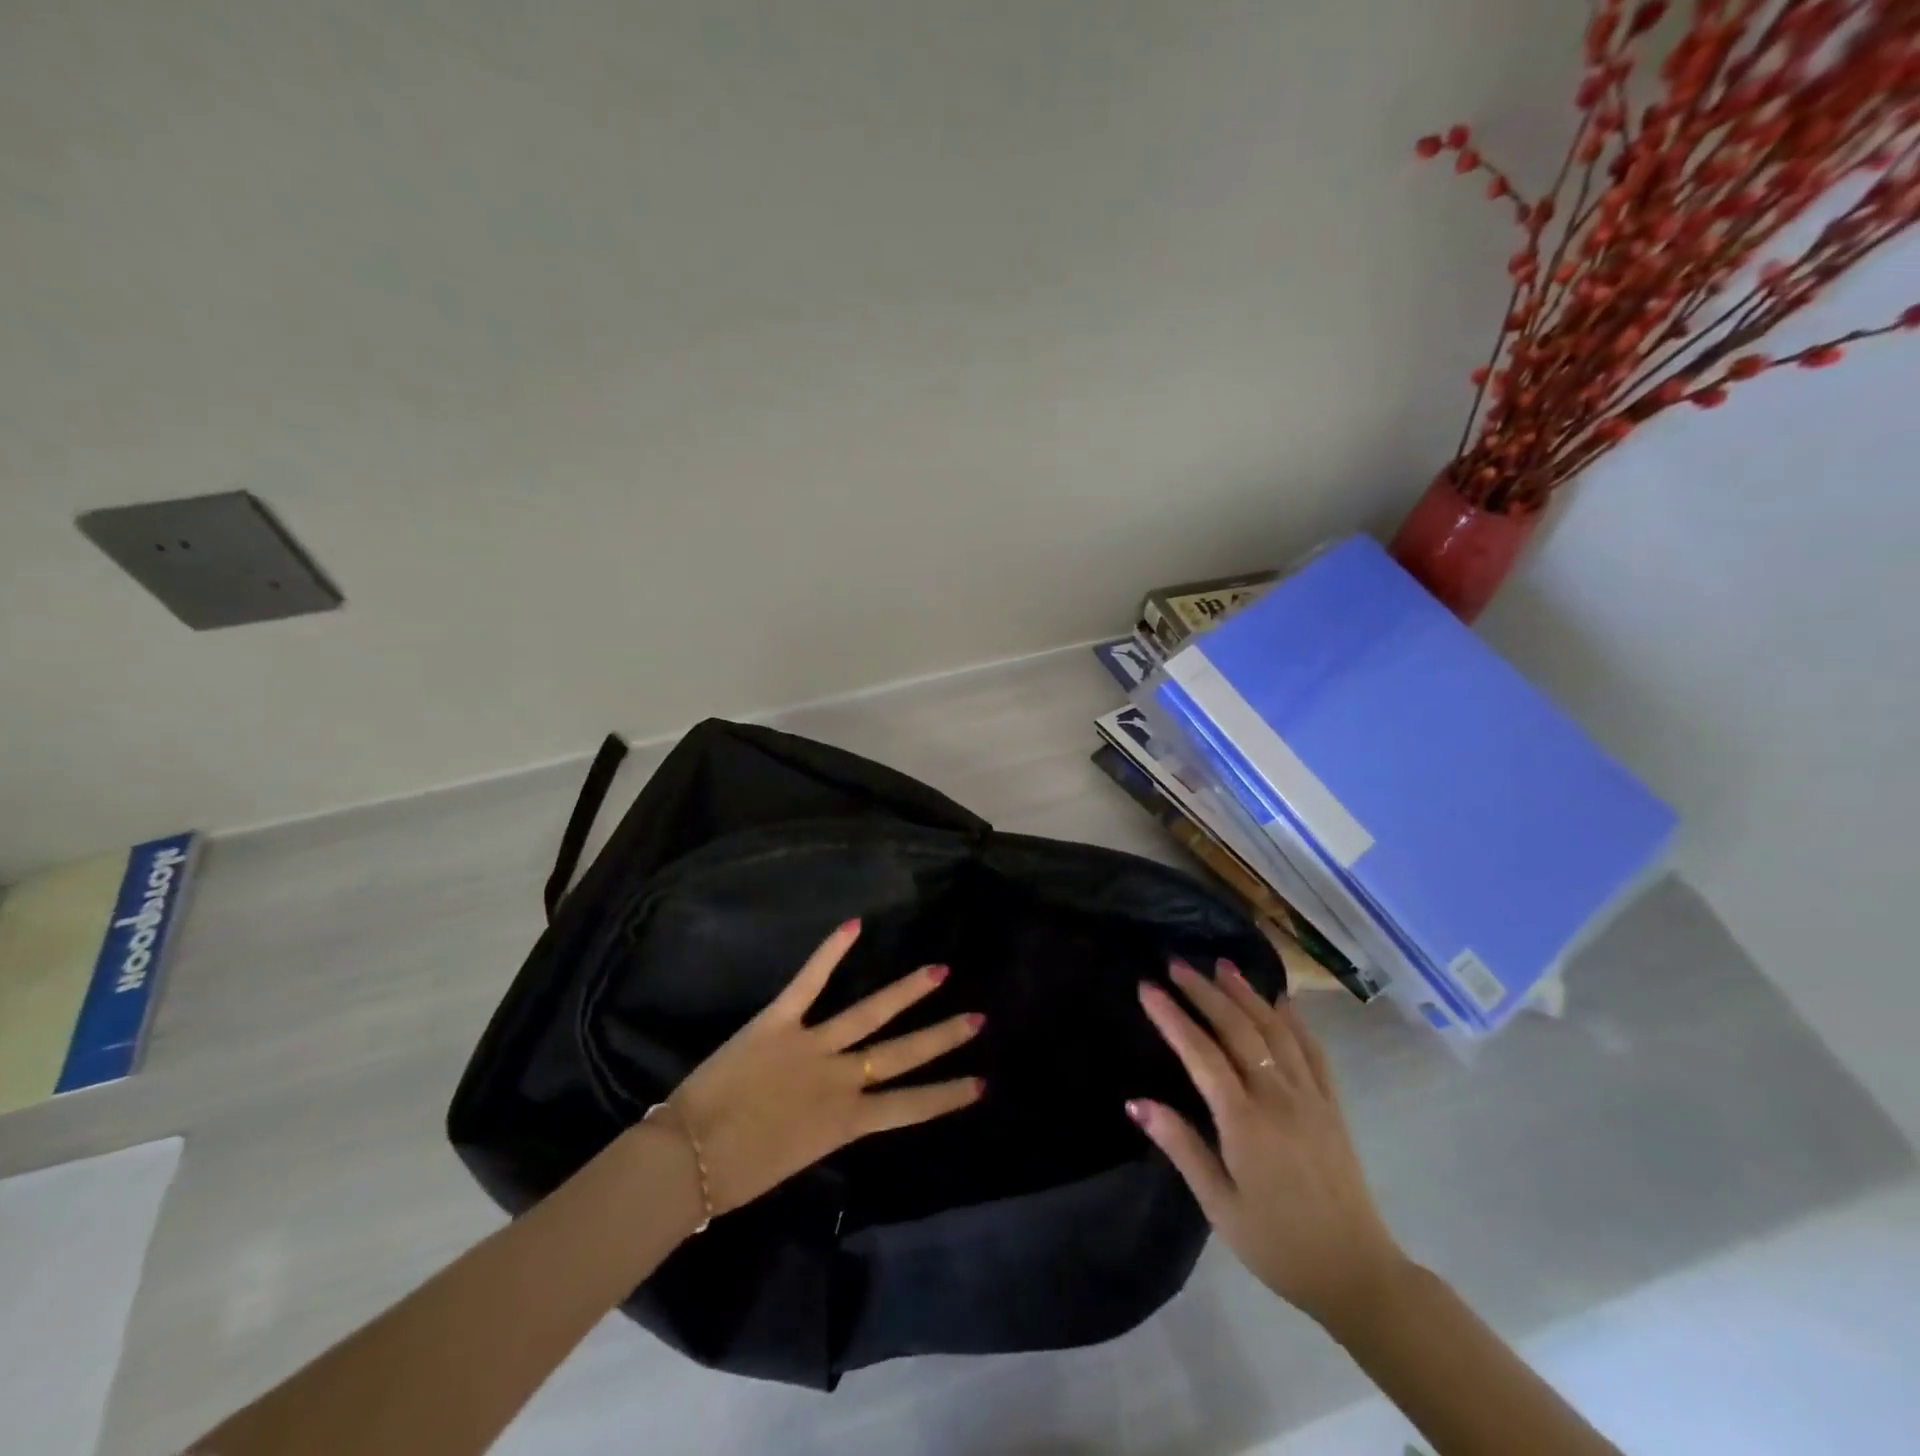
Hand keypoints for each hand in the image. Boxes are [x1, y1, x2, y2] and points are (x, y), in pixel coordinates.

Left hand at [661, 918, 983, 1217]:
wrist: (686, 1160)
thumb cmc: (737, 1173)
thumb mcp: (797, 1157)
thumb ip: (825, 1126)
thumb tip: (840, 1106)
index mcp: (844, 1122)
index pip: (909, 1107)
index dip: (946, 1095)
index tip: (980, 1083)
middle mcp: (839, 1080)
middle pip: (901, 1055)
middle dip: (942, 1037)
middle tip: (977, 1017)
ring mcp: (811, 1046)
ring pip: (869, 1013)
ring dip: (907, 991)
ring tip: (939, 970)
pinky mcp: (778, 1021)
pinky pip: (809, 981)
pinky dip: (831, 952)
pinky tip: (855, 925)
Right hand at [1129, 959, 1407, 1327]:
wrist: (1357, 1274)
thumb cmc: (1278, 1244)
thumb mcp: (1219, 1204)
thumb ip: (1180, 1146)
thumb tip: (1136, 1102)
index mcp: (1245, 1121)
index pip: (1201, 1054)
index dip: (1172, 1017)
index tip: (1148, 987)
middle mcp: (1278, 1096)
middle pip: (1237, 1029)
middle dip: (1204, 992)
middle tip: (1177, 964)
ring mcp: (1310, 1096)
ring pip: (1274, 1030)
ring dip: (1246, 994)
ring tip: (1223, 965)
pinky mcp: (1332, 1104)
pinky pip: (1312, 1050)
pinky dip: (1293, 1020)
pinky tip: (1281, 1001)